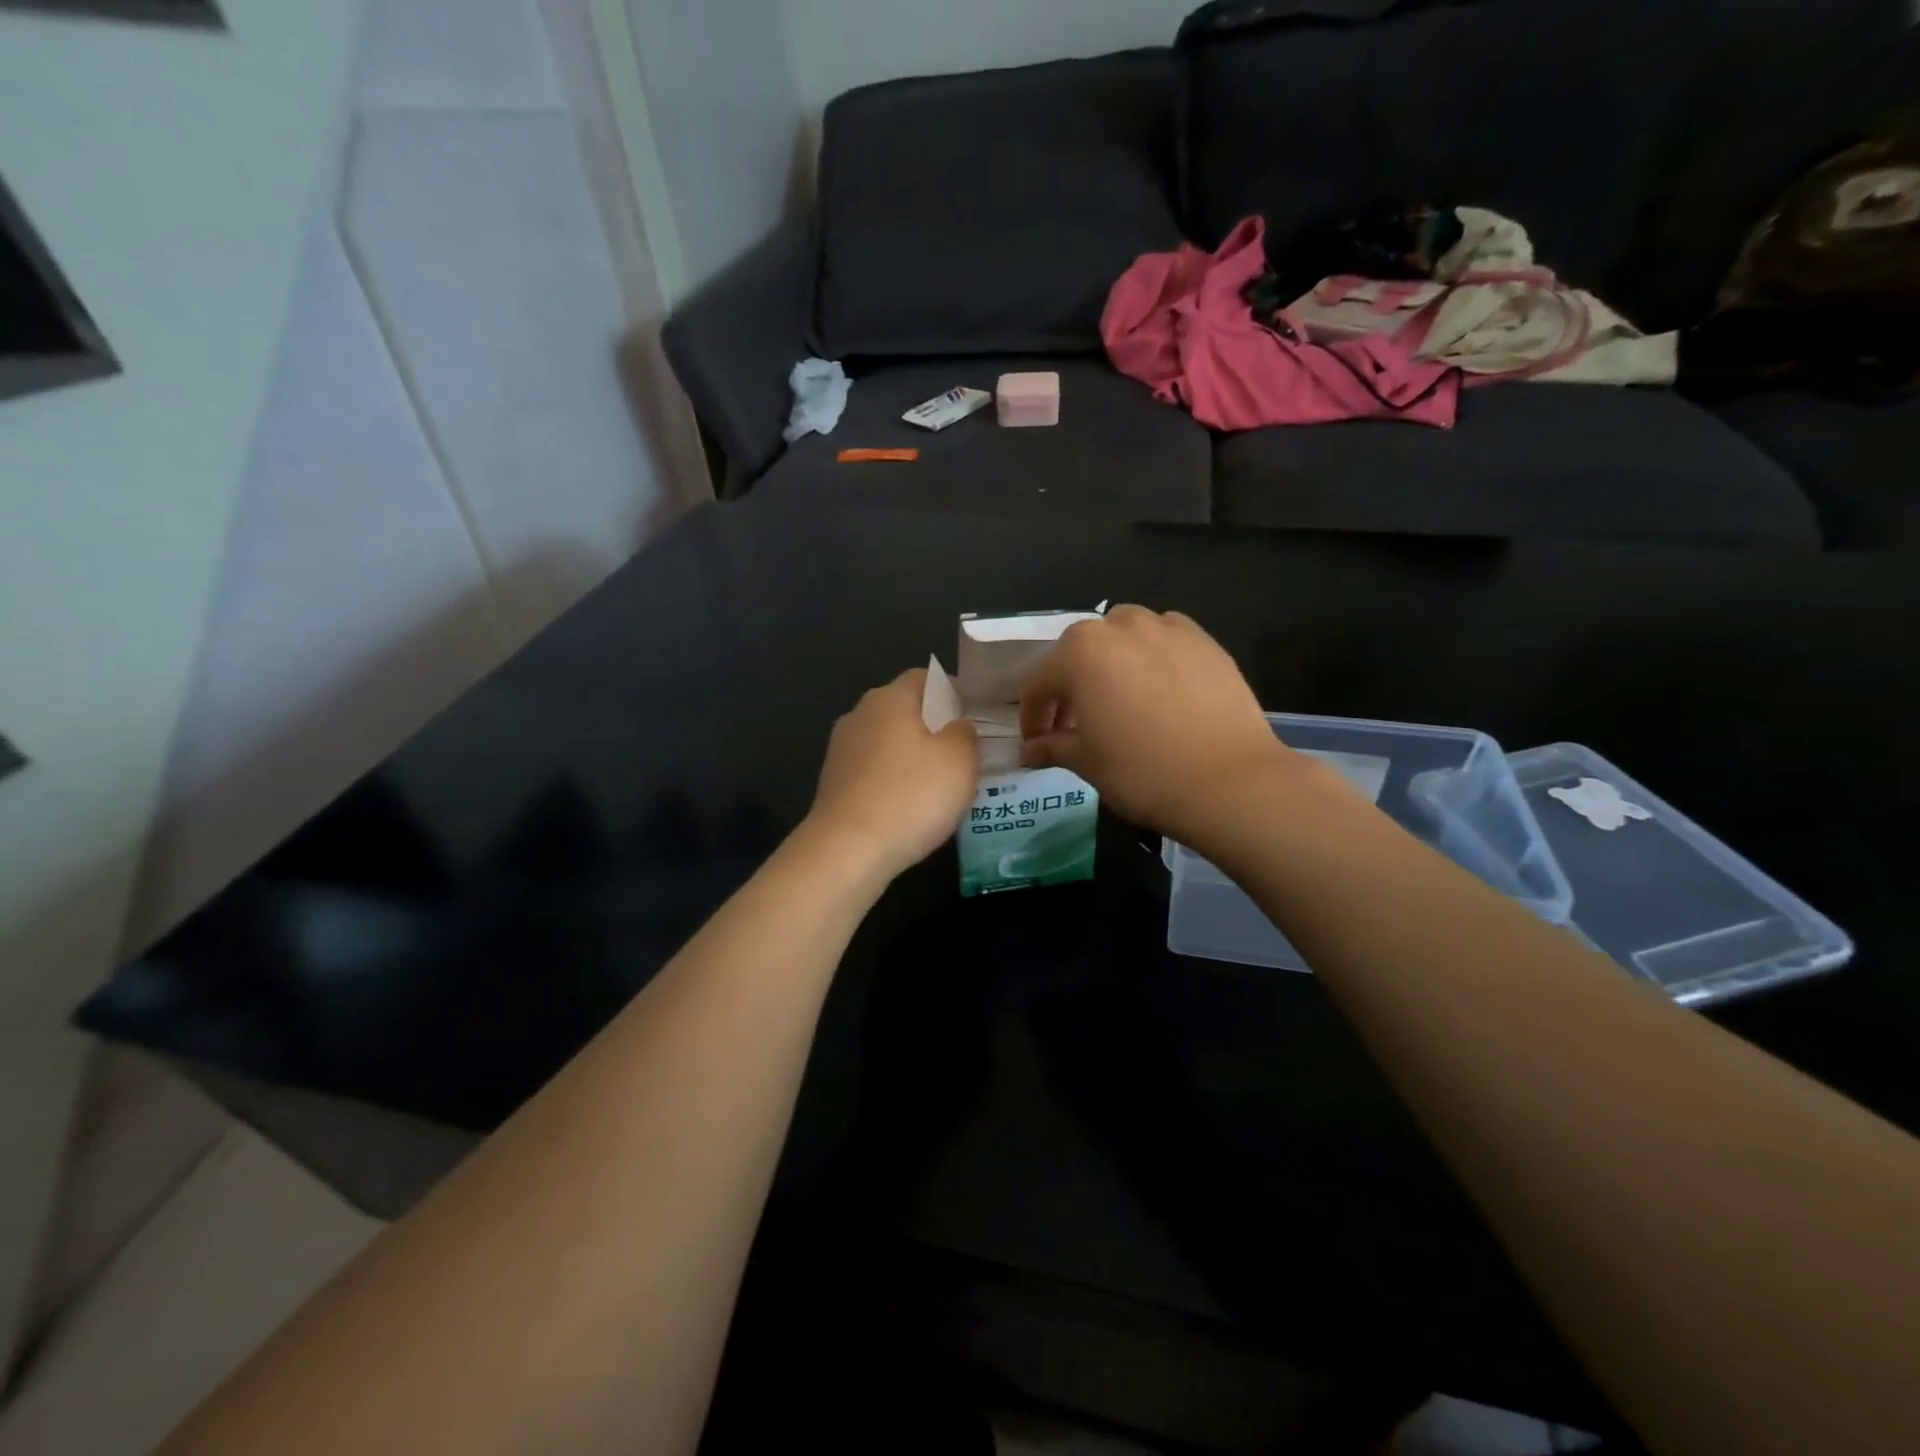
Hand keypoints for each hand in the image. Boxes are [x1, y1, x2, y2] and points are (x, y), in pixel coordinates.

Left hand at [806, 668, 979, 880]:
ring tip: (941, 784)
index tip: (975, 716)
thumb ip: (965, 733)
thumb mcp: (960, 760)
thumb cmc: (911, 795)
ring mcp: (841, 750)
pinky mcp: (834, 783)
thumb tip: (958, 725)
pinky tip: (910, 807)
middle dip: (934, 726)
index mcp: (889, 698)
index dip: (953, 692)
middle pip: (904, 710)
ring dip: (913, 756)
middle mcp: (859, 714)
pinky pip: (874, 771)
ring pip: (888, 742)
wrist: (848, 850)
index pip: (925, 677)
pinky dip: (894, 781)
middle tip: (965, 753)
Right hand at [1019, 606, 1298, 843]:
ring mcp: (1167, 629)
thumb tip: (1029, 751)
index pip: (1040, 683)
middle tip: (1074, 726)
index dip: (1033, 717)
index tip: (1035, 745)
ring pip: (1124, 637)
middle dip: (1071, 688)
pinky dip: (1153, 659)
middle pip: (1080, 653)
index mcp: (1079, 652)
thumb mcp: (1086, 762)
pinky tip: (1160, 690)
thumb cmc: (1141, 771)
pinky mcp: (1206, 642)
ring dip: (1111, 664)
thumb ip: (1052, 747)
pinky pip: (1165, 641)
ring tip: (1119, 701)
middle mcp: (1119, 627)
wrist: (1228, 781)